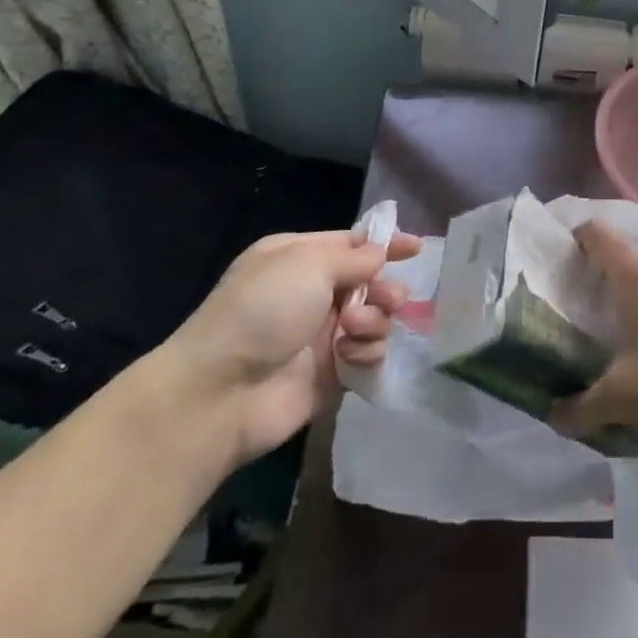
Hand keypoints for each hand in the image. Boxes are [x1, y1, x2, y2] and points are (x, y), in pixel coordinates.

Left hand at [153, 228, 419, 465]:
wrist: (220, 392)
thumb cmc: (262, 311)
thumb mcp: (308, 264)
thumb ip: (354, 258)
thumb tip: (379, 255)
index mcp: (299, 258)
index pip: (352, 245)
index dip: (384, 245)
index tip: (417, 248)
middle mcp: (312, 293)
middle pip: (370, 283)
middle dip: (384, 289)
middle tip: (388, 300)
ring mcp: (322, 335)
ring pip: (376, 318)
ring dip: (374, 321)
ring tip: (352, 331)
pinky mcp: (333, 373)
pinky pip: (369, 354)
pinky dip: (367, 352)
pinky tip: (349, 357)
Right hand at [552, 220, 637, 440]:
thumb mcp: (620, 398)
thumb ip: (580, 407)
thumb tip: (553, 415)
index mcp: (633, 276)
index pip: (596, 233)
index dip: (572, 238)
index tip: (556, 263)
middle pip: (617, 257)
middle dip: (592, 276)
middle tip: (571, 307)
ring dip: (621, 297)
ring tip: (603, 331)